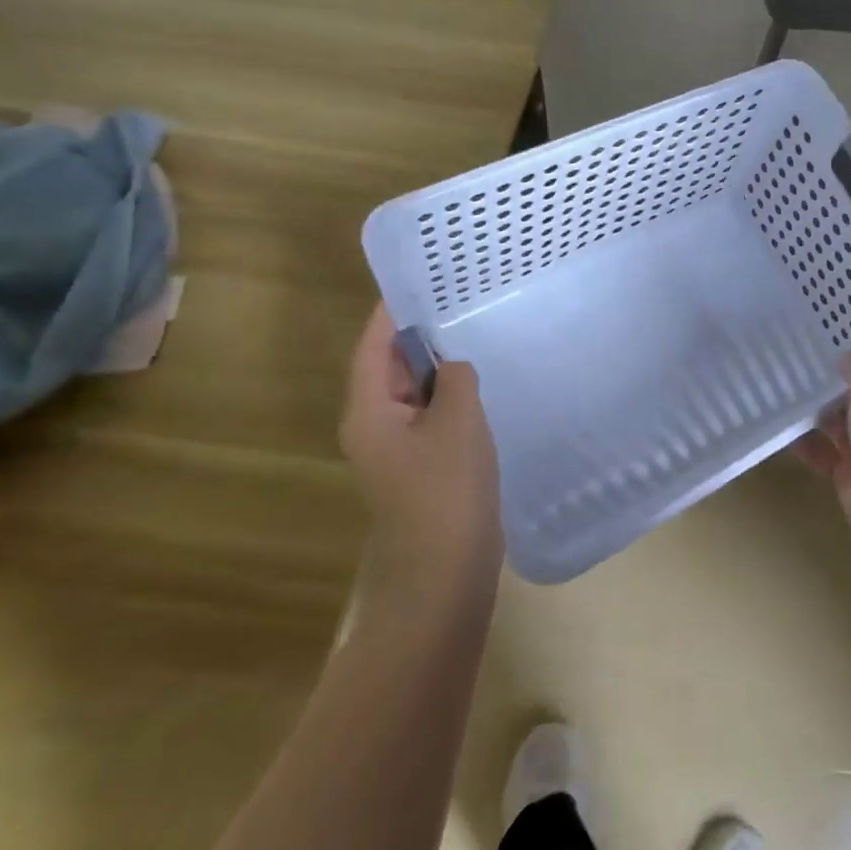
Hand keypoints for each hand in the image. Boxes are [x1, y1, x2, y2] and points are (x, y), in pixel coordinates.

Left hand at [340, 306, 500, 567]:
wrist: (445, 570)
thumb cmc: (447, 490)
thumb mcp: (459, 421)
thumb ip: (456, 377)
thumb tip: (454, 365)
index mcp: (369, 411)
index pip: (373, 346)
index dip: (392, 312)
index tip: (420, 279)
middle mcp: (373, 425)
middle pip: (390, 367)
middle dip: (420, 335)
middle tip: (457, 299)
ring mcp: (397, 449)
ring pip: (414, 393)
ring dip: (439, 367)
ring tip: (474, 332)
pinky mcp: (421, 466)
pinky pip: (431, 417)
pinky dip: (451, 397)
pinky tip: (481, 385)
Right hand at [796, 350, 850, 531]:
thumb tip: (848, 357)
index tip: (845, 330)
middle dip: (837, 378)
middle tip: (803, 354)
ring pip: (839, 421)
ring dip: (817, 410)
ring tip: (785, 384)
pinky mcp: (849, 471)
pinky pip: (823, 451)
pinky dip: (805, 443)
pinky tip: (782, 426)